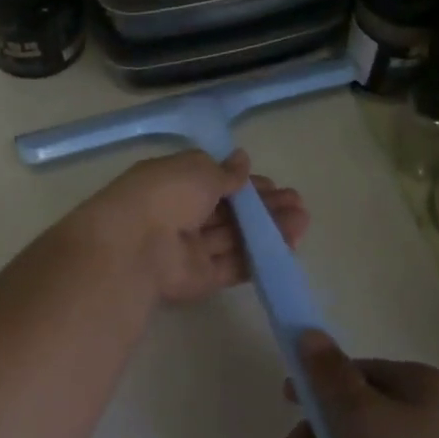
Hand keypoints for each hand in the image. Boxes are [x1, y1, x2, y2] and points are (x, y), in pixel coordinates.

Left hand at [81, 149, 309, 305]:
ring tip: (303, 220)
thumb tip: (242, 159)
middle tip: (298, 203)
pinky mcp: (200, 278)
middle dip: (263, 206)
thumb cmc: (165, 195)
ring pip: (235, 237)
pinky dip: (259, 255)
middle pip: (229, 211)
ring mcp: (191, 248)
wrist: (135, 247)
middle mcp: (182, 215)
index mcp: (174, 183)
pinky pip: (233, 264)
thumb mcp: (198, 170)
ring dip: (268, 229)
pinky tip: (288, 247)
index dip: (244, 184)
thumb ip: (225, 171)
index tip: (272, 184)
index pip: (215, 182)